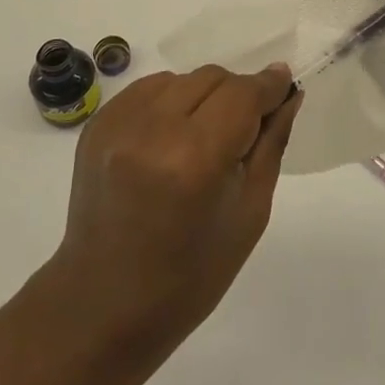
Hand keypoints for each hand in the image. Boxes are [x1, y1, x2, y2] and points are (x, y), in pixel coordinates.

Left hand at [46, 63, 300, 369]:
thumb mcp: (248, 214)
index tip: (285, 84)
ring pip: (180, 79)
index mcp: (195, 159)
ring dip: (202, 96)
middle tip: (245, 128)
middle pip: (212, 78)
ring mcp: (117, 123)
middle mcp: (152, 129)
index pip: (243, 94)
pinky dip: (169, 102)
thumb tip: (288, 95)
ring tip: (203, 136)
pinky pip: (147, 89)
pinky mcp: (96, 125)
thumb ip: (271, 145)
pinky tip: (171, 137)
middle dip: (237, 95)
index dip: (268, 86)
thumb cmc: (189, 277)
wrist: (102, 306)